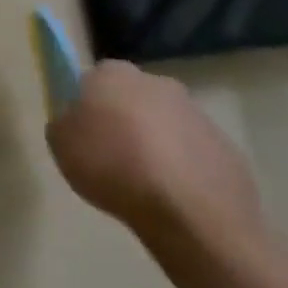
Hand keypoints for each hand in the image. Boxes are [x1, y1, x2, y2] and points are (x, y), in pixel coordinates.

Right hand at [45, 61, 264, 255]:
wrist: (189, 212)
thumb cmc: (111, 166)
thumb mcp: (60, 144)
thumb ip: (65, 123)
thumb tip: (78, 121)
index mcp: (113, 75)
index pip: (94, 79)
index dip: (87, 104)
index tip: (84, 130)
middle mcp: (158, 84)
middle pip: (133, 98)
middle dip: (124, 119)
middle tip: (111, 154)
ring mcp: (198, 115)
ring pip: (165, 124)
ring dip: (154, 144)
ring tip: (142, 182)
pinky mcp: (227, 148)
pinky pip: (192, 153)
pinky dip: (181, 167)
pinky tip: (171, 195)